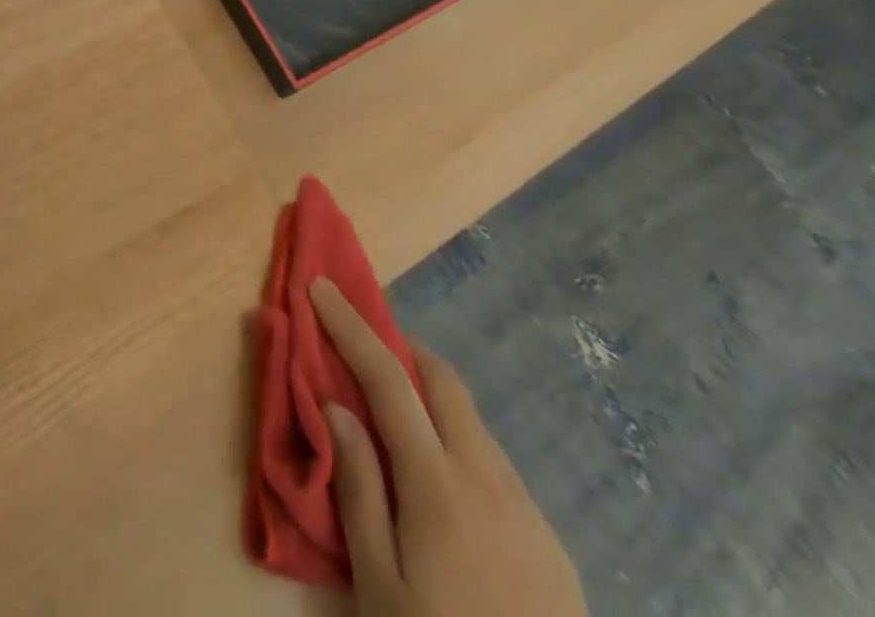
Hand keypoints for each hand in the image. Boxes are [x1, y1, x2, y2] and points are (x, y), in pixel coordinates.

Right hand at [310, 278, 587, 616]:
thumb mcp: (378, 586)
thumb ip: (358, 488)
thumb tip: (337, 405)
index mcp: (439, 484)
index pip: (388, 378)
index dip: (352, 326)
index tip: (323, 287)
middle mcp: (488, 478)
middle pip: (443, 380)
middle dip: (400, 346)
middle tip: (362, 345)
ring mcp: (527, 509)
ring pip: (472, 421)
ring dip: (430, 397)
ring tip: (396, 420)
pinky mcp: (550, 543)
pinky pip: (495, 464)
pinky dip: (458, 443)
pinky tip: (442, 487)